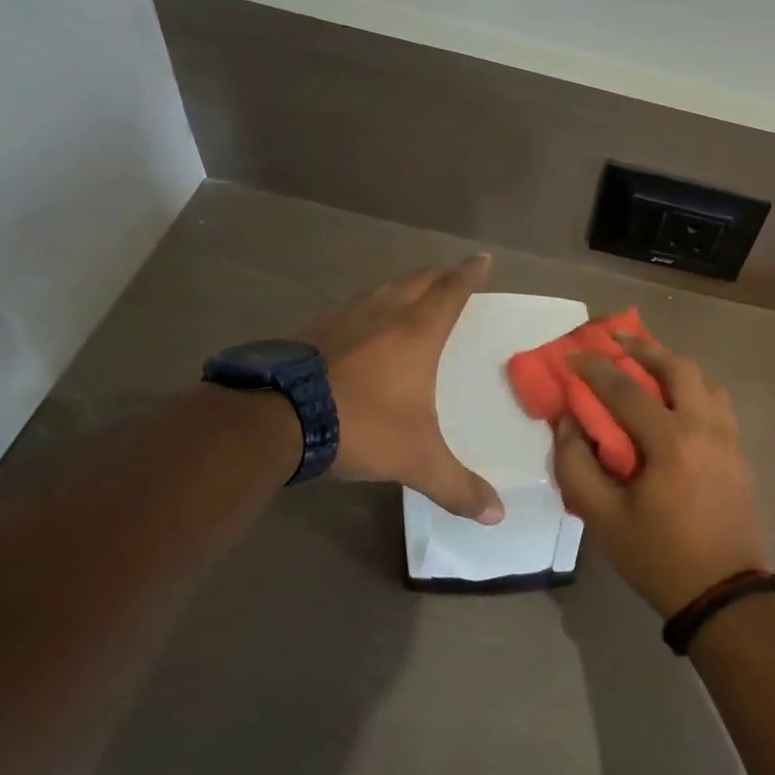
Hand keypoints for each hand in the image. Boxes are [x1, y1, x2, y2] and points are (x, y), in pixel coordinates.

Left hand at [300, 255, 503, 522]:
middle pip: (418, 281)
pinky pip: (351, 308)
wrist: (275, 419)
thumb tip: (498, 516)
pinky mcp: (312, 331)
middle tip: (452, 274)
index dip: (469, 274)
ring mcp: (343, 319)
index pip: (451, 292)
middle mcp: (383, 315)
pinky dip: (368, 307)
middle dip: (439, 275)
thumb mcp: (416, 460)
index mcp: (417, 334)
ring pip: (381, 290)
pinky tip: (360, 324)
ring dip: (402, 286)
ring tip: (410, 292)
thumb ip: (457, 486)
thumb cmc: (360, 426)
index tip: (483, 259)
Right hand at [552, 337, 766, 615]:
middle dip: (644, 348)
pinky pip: (717, 401)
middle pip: (678, 366)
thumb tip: (568, 424)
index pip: (626, 389)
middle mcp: (704, 426)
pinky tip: (676, 401)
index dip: (595, 368)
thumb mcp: (604, 519)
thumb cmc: (659, 556)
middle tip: (617, 339)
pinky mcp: (738, 451)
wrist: (723, 592)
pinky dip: (694, 387)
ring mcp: (728, 436)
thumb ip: (577, 467)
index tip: (571, 354)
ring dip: (674, 364)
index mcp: (671, 440)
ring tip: (647, 365)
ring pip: (704, 379)